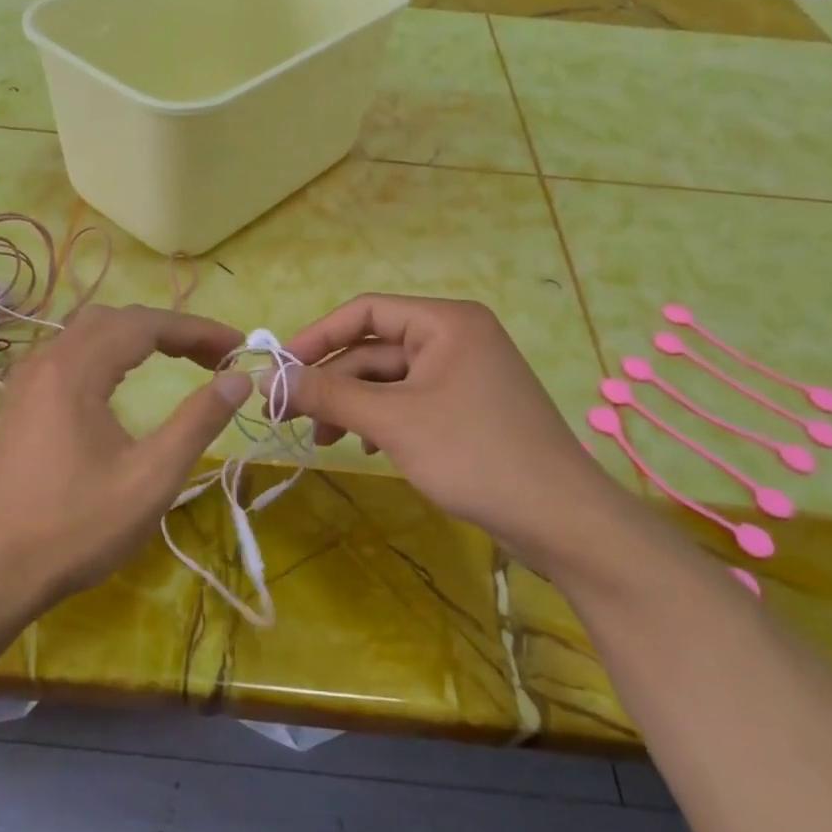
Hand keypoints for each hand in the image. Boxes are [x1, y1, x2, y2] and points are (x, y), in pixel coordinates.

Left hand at [0, 304, 251, 611]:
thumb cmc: (77, 528)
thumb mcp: (151, 478)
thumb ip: (198, 422)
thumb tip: (239, 379)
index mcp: (76, 371)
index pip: (147, 325)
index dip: (198, 330)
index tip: (238, 347)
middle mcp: (48, 361)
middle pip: (118, 319)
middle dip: (171, 329)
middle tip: (214, 356)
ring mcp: (29, 379)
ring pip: (90, 330)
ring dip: (139, 336)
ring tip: (179, 357)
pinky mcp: (21, 400)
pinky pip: (71, 351)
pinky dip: (110, 349)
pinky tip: (122, 375)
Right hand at [279, 294, 616, 548]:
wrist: (562, 520)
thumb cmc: (476, 455)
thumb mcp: (394, 422)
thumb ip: (331, 394)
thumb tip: (270, 380)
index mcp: (445, 322)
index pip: (365, 311)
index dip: (317, 337)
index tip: (279, 370)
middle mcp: (455, 337)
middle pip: (375, 349)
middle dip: (332, 381)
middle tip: (288, 414)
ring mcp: (464, 374)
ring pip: (390, 379)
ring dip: (352, 405)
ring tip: (323, 440)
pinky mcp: (467, 408)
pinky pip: (410, 402)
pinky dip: (381, 421)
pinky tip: (363, 448)